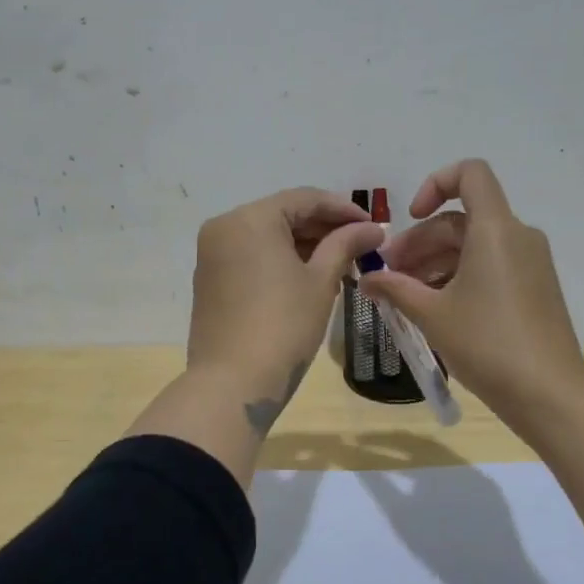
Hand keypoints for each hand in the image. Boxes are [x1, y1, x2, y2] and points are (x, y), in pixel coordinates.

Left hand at [187, 187, 383, 421]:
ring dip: (304, 246)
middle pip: (283, 215)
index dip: (343, 210)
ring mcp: (212, 255)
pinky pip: (250, 257)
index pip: (304, 199)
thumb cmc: (283, 326)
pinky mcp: (209, 281)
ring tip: (342, 264)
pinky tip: (309, 277)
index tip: (374, 226)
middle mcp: (224, 227)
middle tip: (362, 247)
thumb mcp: (321, 282)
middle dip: (324, 229)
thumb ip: (345, 245)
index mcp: (249, 218)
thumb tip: (373, 228)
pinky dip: (280, 261)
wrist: (232, 384)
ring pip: (266, 237)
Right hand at [358, 159, 583, 422]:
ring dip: (435, 262)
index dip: (434, 183)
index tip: (410, 217)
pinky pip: (490, 266)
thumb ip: (394, 288)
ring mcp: (530, 263)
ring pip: (473, 246)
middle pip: (461, 219)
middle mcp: (518, 237)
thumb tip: (366, 279)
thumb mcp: (431, 315)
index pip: (470, 173)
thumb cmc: (487, 344)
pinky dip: (459, 276)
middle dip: (420, 242)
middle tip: (388, 275)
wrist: (548, 393)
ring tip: (404, 296)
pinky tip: (434, 308)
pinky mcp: (534, 288)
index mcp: (495, 230)